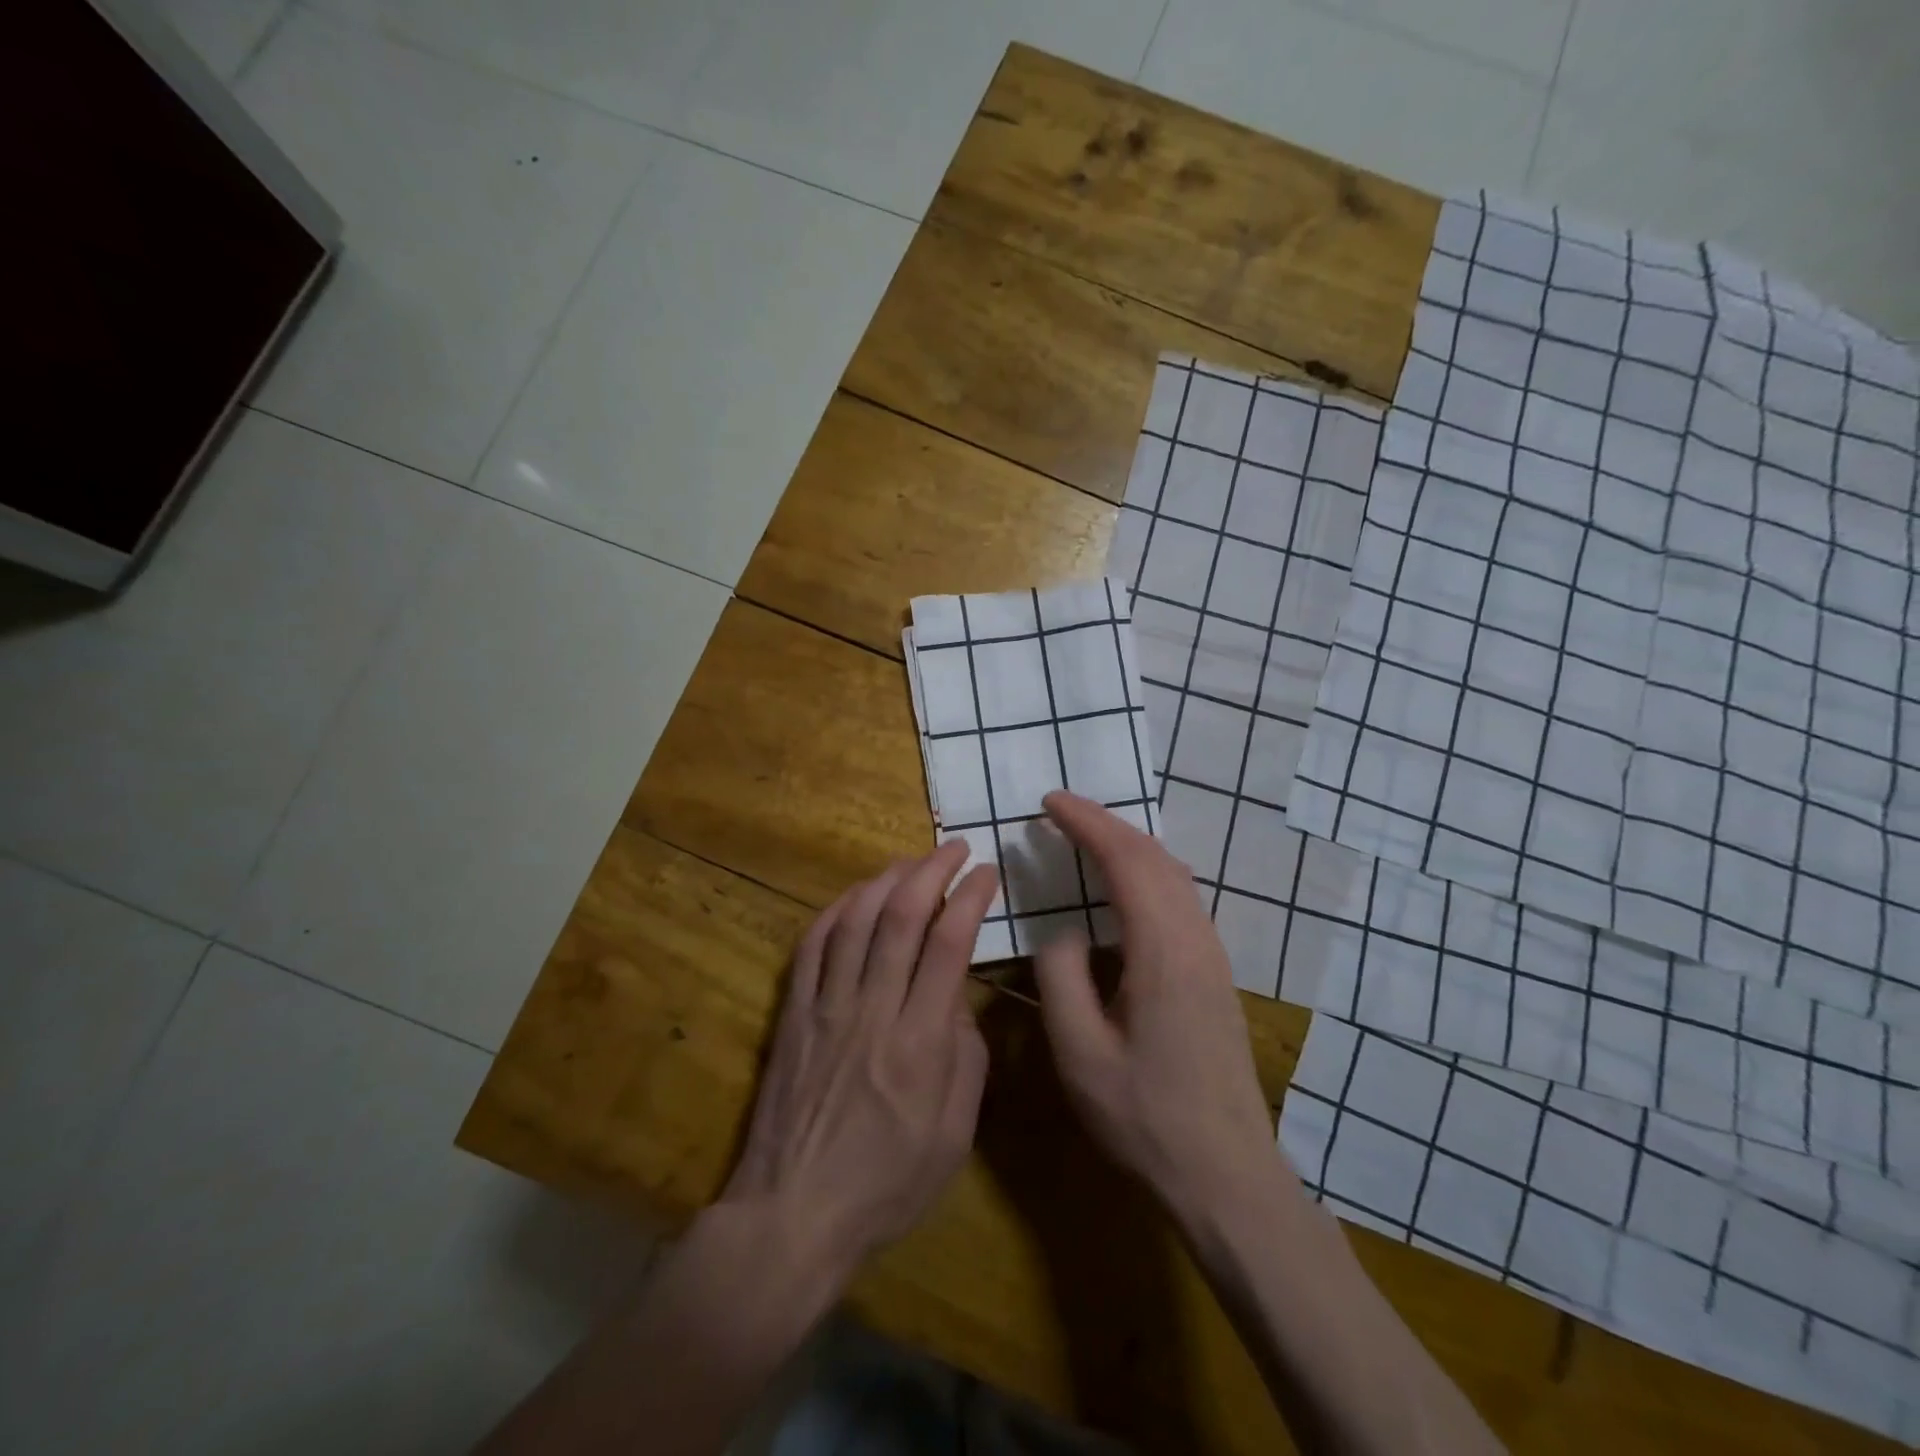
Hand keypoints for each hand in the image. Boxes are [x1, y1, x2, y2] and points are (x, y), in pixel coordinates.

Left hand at [720, 841, 998, 1283]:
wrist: (792, 1214)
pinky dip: (835, 911)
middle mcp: (872, 1010)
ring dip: (886, 880)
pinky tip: (854, 896)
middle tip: (955, 848)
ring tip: (910, 861)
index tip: (987, 873)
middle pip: (902, 918)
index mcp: (919, 1042)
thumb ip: (966, 1060)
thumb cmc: (885, 1186)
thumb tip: (957, 1002)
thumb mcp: (953, 1138)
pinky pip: (811, 947)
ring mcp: (826, 1007)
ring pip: (856, 921)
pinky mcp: (794, 1014)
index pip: (948, 944)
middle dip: (932, 871)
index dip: (970, 898)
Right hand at [1032, 791, 1280, 1226]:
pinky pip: (1180, 898)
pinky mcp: (1214, 974)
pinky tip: (1123, 886)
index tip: (1049, 802)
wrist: (1227, 1176)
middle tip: (1060, 812)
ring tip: (1086, 837)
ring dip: (1129, 845)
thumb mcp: (1079, 1051)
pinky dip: (1145, 872)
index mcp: (1163, 950)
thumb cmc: (1145, 1118)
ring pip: (1173, 875)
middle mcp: (1196, 939)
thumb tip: (1063, 931)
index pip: (1126, 860)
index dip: (1087, 823)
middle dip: (1107, 823)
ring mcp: (1212, 956)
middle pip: (1155, 857)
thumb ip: (1061, 976)